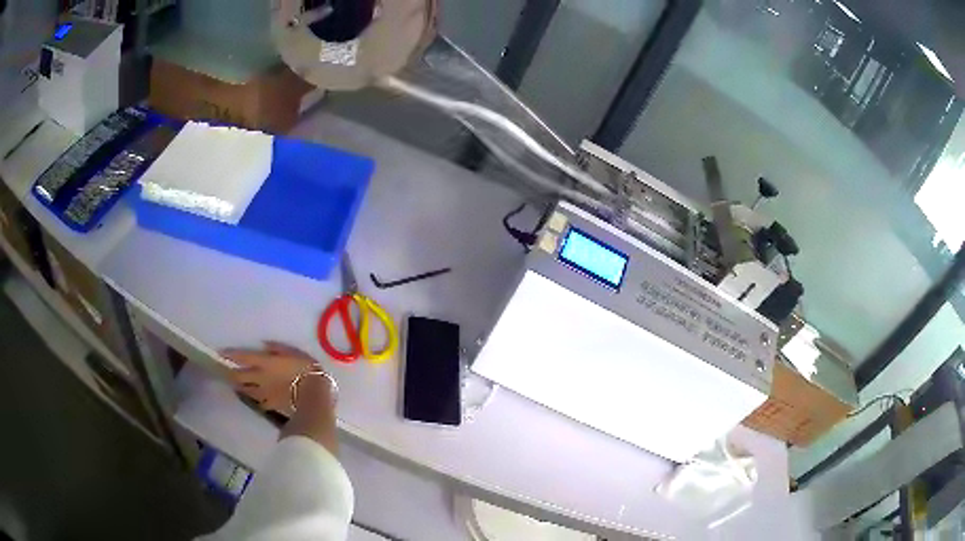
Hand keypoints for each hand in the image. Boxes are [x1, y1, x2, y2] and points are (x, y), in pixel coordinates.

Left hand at [220, 341, 330, 414]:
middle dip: (231, 374)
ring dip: (241, 387)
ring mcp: (263, 393)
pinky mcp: (271, 405)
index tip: (221, 352)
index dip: (230, 354)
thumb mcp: (294, 352)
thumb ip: (277, 348)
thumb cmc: (305, 369)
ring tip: (239, 385)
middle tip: (227, 372)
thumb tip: (263, 345)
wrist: (313, 395)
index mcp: (264, 362)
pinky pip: (259, 403)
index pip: (242, 357)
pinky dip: (256, 400)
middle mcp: (259, 378)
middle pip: (238, 377)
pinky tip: (258, 400)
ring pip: (245, 391)